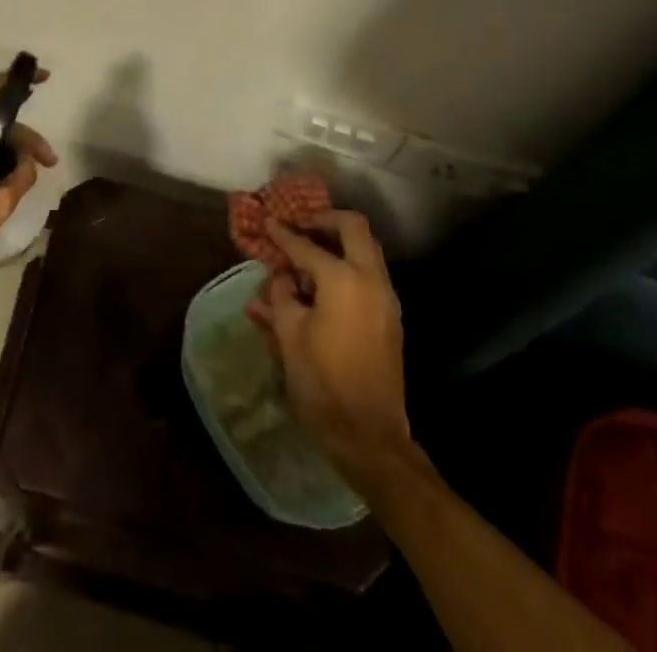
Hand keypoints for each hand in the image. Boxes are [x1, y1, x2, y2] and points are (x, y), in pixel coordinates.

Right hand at [252, 211, 418, 487]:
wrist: (370, 437)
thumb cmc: (322, 383)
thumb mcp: (289, 335)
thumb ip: (282, 294)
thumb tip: (281, 275)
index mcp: (343, 279)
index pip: (306, 244)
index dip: (282, 233)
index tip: (267, 221)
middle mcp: (370, 279)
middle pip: (352, 227)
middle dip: (323, 220)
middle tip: (298, 225)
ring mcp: (386, 298)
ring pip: (366, 248)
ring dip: (338, 241)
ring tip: (307, 252)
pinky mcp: (390, 317)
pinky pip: (369, 273)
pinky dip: (347, 264)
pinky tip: (321, 283)